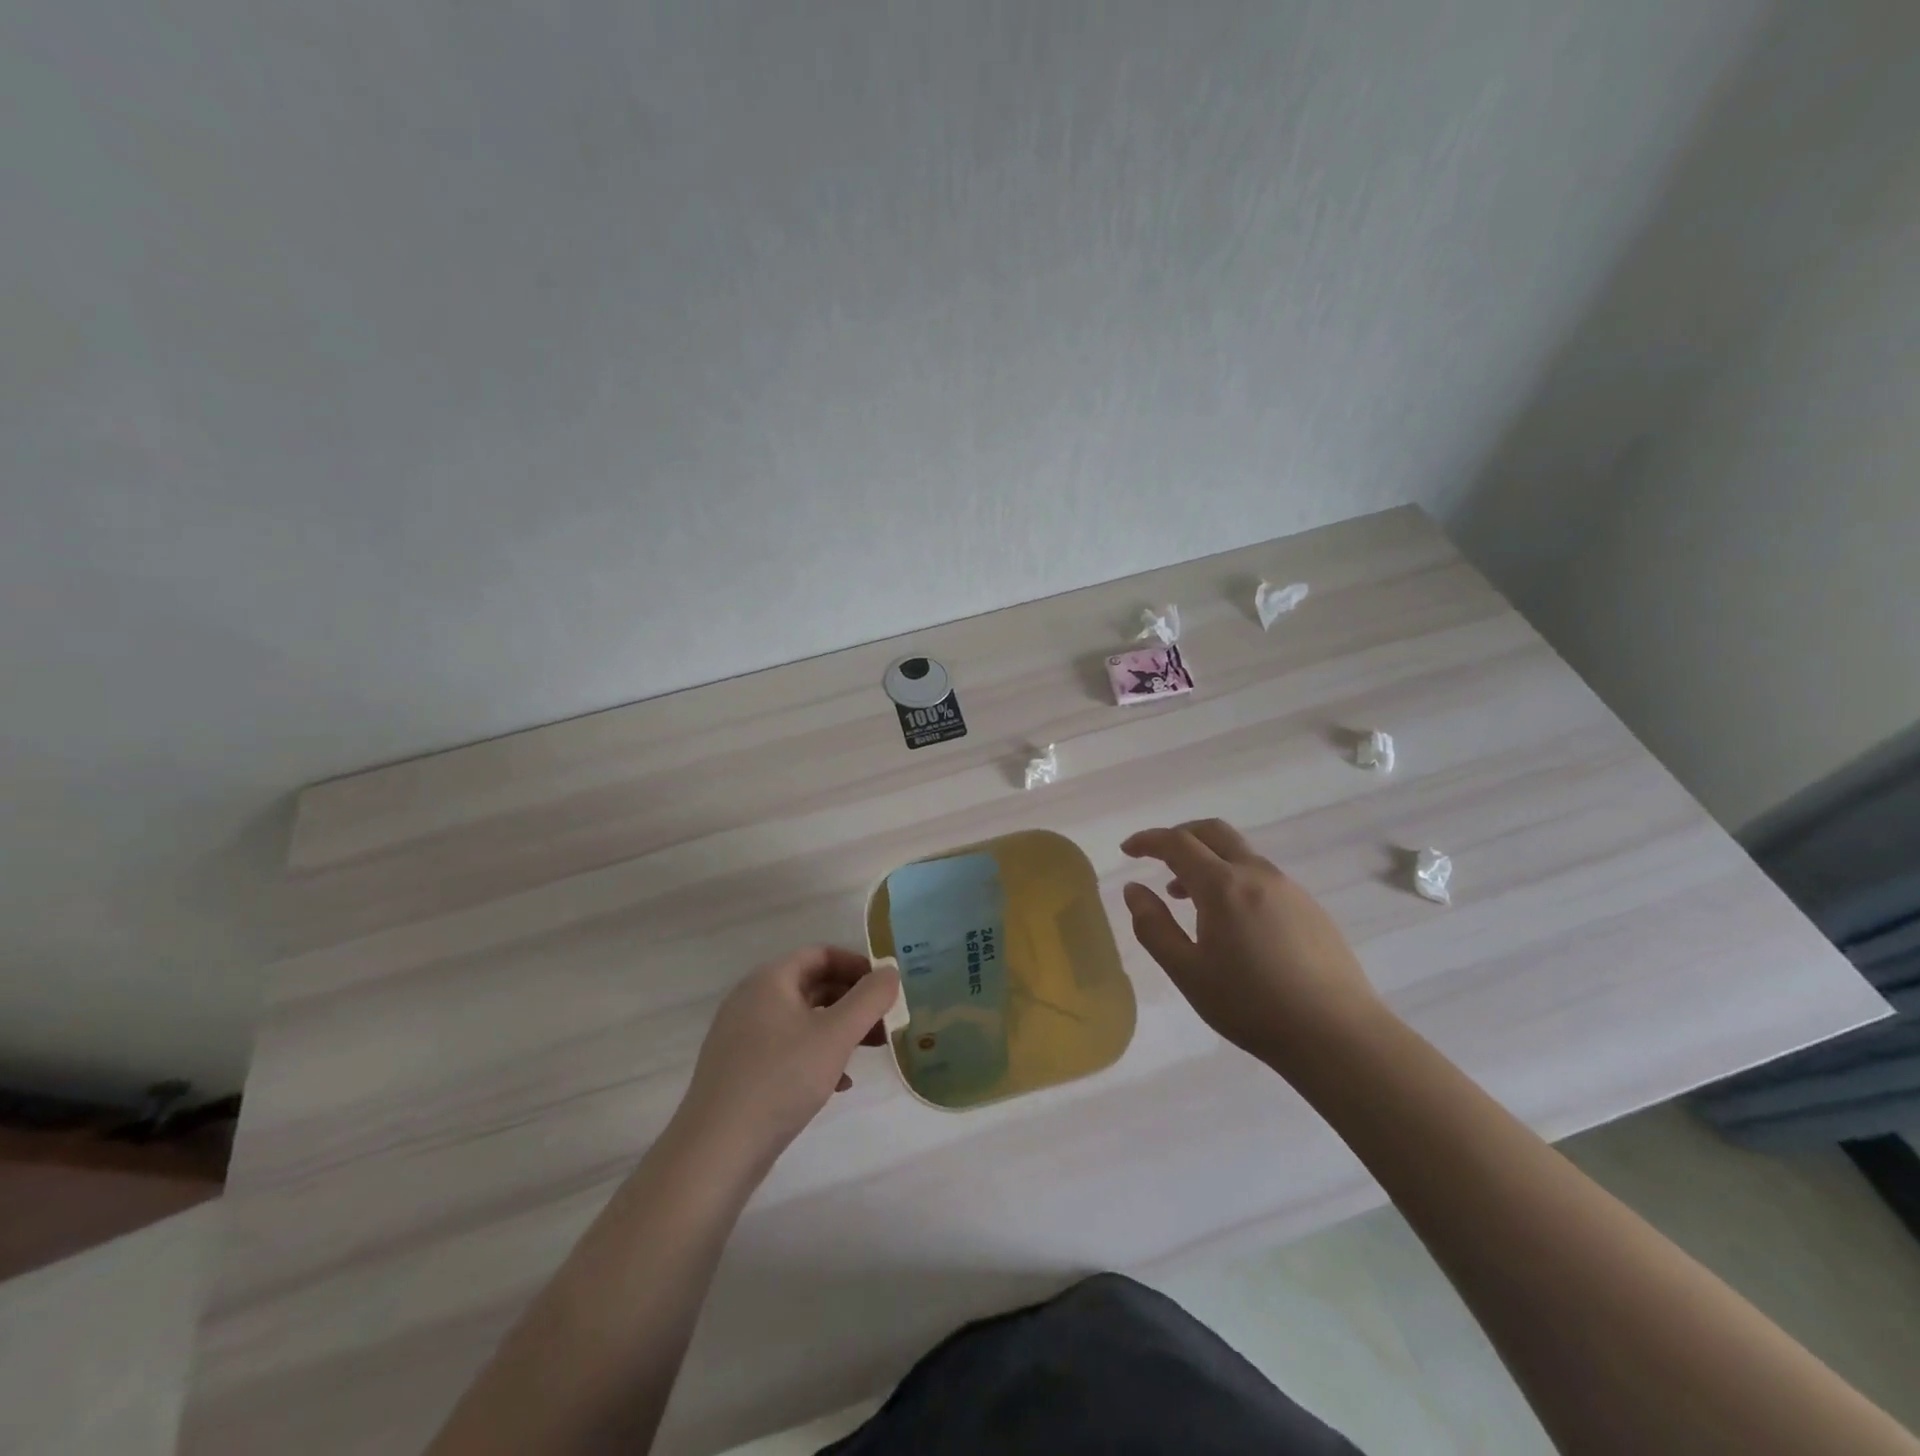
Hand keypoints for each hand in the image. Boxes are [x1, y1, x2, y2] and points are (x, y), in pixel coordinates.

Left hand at [678, 946, 899, 1169]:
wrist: (716, 1152)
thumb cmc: (780, 1079)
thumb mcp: (835, 1035)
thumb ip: (869, 999)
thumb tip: (890, 971)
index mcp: (769, 980)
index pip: (821, 954)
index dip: (857, 965)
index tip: (886, 988)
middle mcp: (752, 1000)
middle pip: (813, 986)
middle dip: (853, 1001)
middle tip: (885, 1021)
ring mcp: (743, 1037)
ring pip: (803, 1020)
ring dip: (839, 1030)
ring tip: (871, 1052)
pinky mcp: (741, 1071)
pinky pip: (788, 1049)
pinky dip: (817, 1056)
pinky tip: (839, 1084)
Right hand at [1121, 819, 1385, 1067]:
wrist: (1338, 1035)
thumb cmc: (1251, 1005)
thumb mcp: (1187, 972)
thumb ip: (1153, 926)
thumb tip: (1134, 889)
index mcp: (1222, 885)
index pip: (1177, 843)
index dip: (1148, 840)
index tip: (1127, 850)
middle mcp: (1257, 874)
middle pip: (1213, 832)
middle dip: (1180, 836)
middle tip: (1157, 858)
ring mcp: (1289, 888)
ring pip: (1239, 854)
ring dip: (1207, 861)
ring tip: (1187, 897)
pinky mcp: (1310, 907)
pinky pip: (1261, 876)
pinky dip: (1233, 878)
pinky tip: (1231, 920)